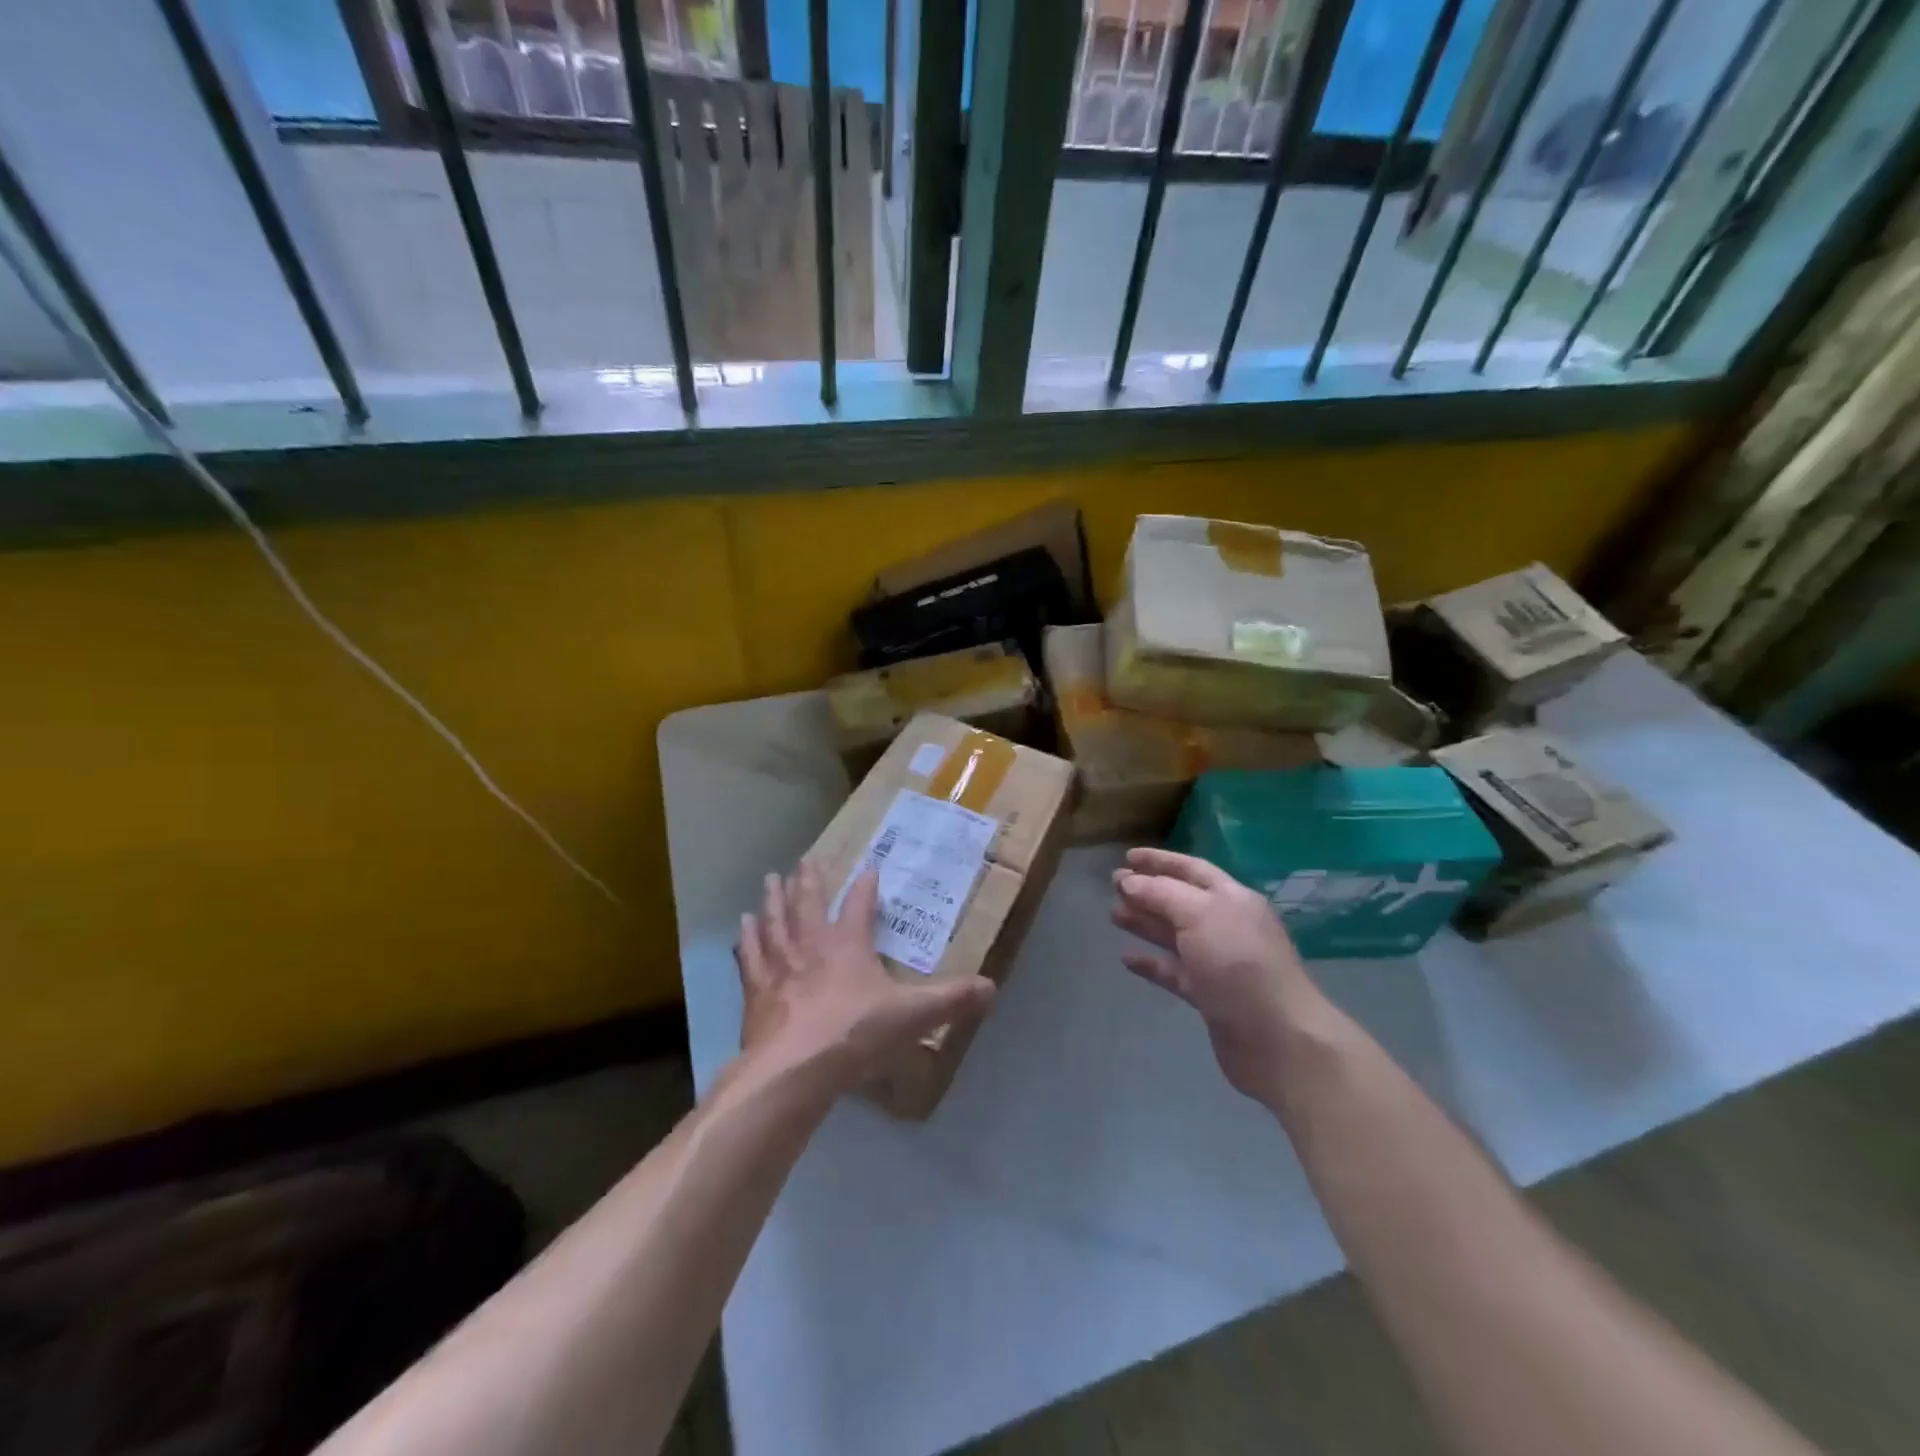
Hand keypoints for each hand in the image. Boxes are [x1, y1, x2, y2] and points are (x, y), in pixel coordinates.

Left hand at [736, 862, 994, 1092]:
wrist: (794, 1069)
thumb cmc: (855, 1034)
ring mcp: (779, 966)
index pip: (859, 905)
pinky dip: (747, 939)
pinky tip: (742, 927)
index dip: (865, 887)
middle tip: (805, 860)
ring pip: (775, 922)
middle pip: (808, 904)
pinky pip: (750, 956)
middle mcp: (811, 946)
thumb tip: (992, 987)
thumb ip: (950, 999)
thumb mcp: (912, 1016)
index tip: (869, 869)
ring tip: (769, 880)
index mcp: (848, 945)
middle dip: (809, 881)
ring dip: (773, 900)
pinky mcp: (756, 992)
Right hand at [1112, 847, 1316, 1102]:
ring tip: (1113, 914)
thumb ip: (1161, 894)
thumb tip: (1128, 881)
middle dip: (1148, 891)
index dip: (1160, 860)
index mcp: (1232, 899)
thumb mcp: (1200, 915)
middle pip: (1181, 901)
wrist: (1277, 1039)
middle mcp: (1227, 926)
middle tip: (1113, 885)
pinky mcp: (1210, 996)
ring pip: (1175, 935)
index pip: (1192, 869)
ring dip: (1145, 923)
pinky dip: (1152, 963)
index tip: (1127, 856)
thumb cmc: (1239, 964)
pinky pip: (1174, 972)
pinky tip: (1127, 959)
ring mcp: (1219, 962)